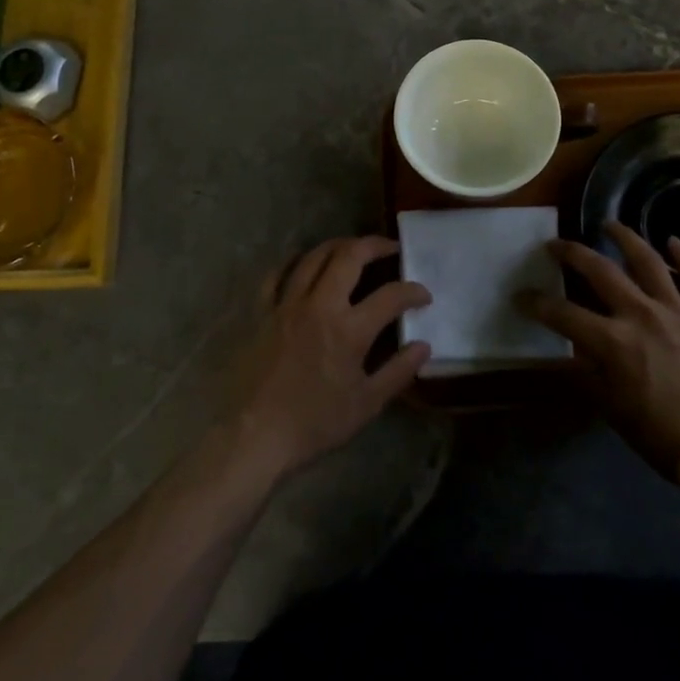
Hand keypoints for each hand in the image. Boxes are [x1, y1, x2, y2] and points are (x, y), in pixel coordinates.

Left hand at [228, 235, 431, 482]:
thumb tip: (423, 346)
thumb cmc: (315, 423)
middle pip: (349, 256)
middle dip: (375, 245)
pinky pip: (277, 274)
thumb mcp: (366, 405)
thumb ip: (398, 372)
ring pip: (314, 257)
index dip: (413, 291)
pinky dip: (294, 262)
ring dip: (337, 246)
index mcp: (349, 330)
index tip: (423, 295)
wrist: (255, 435)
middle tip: (390, 248)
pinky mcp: (262, 311)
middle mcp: (320, 305)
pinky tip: (304, 264)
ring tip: (352, 249)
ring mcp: (287, 304)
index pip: (391, 295)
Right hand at [519, 221, 679, 492]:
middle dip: (571, 253)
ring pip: (648, 260)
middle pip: (599, 270)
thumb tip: (571, 351)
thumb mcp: (610, 407)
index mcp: (612, 342)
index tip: (520, 296)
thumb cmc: (659, 435)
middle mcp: (641, 314)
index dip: (536, 303)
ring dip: (625, 237)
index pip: (562, 314)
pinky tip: (673, 241)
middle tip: (555, 245)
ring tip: (609, 224)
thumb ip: (587, 371)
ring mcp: (678, 310)